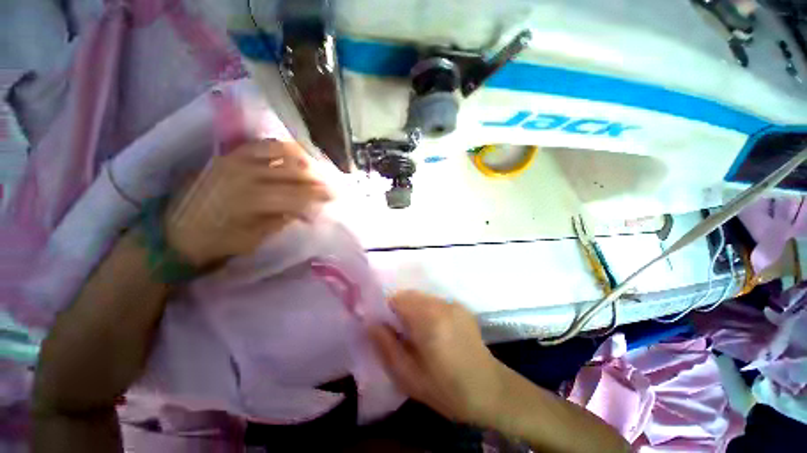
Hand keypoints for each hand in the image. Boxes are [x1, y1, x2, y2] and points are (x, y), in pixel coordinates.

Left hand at [164, 139, 331, 266]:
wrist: (173, 231)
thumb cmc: (216, 242)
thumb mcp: (254, 239)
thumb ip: (283, 220)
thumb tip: (307, 209)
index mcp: (252, 200)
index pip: (298, 195)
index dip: (320, 196)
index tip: (336, 197)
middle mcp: (247, 174)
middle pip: (294, 172)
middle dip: (319, 179)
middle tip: (334, 184)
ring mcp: (237, 160)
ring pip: (283, 152)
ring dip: (306, 161)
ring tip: (319, 169)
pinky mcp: (230, 154)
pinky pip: (264, 144)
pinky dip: (284, 148)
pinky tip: (297, 155)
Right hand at [369, 291, 504, 424]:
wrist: (489, 390)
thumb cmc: (446, 389)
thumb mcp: (408, 376)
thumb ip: (386, 347)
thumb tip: (371, 323)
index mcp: (428, 319)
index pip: (397, 298)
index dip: (386, 311)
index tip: (386, 329)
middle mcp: (441, 304)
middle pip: (409, 295)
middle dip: (399, 310)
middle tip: (401, 334)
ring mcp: (453, 303)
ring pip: (422, 297)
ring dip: (413, 309)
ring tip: (418, 334)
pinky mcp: (461, 306)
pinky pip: (435, 301)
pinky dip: (427, 310)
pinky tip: (435, 331)